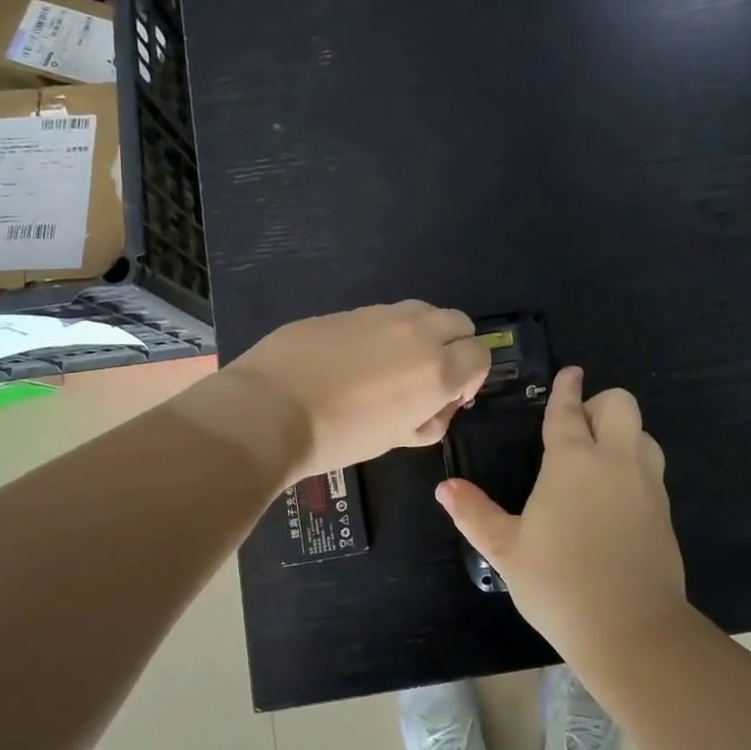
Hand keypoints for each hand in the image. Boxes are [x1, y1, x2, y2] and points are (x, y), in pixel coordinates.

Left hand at [222, 301, 489, 480]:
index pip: (481, 355)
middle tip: (429, 376)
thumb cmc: (339, 436)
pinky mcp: (348, 310)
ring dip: (422, 334)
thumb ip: (429, 419)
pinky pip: (382, 315)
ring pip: (421, 312)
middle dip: (455, 347)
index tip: (451, 397)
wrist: (269, 410)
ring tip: (393, 365)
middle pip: (459, 322)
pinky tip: (354, 359)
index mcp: (438, 368)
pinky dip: (384, 332)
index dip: (472, 377)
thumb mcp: (396, 439)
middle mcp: (417, 332)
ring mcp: (381, 314)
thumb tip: (437, 406)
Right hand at [436, 367, 688, 656]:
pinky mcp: (663, 511)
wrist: (631, 629)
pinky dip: (633, 465)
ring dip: (622, 434)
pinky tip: (613, 498)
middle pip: (620, 404)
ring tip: (597, 461)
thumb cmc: (559, 584)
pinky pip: (651, 468)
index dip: (566, 389)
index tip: (569, 373)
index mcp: (572, 461)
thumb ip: (474, 514)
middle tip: (577, 430)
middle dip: (599, 404)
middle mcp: (614, 461)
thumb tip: (444, 488)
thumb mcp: (506, 550)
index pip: (568, 411)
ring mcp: (646, 484)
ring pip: (643, 433)